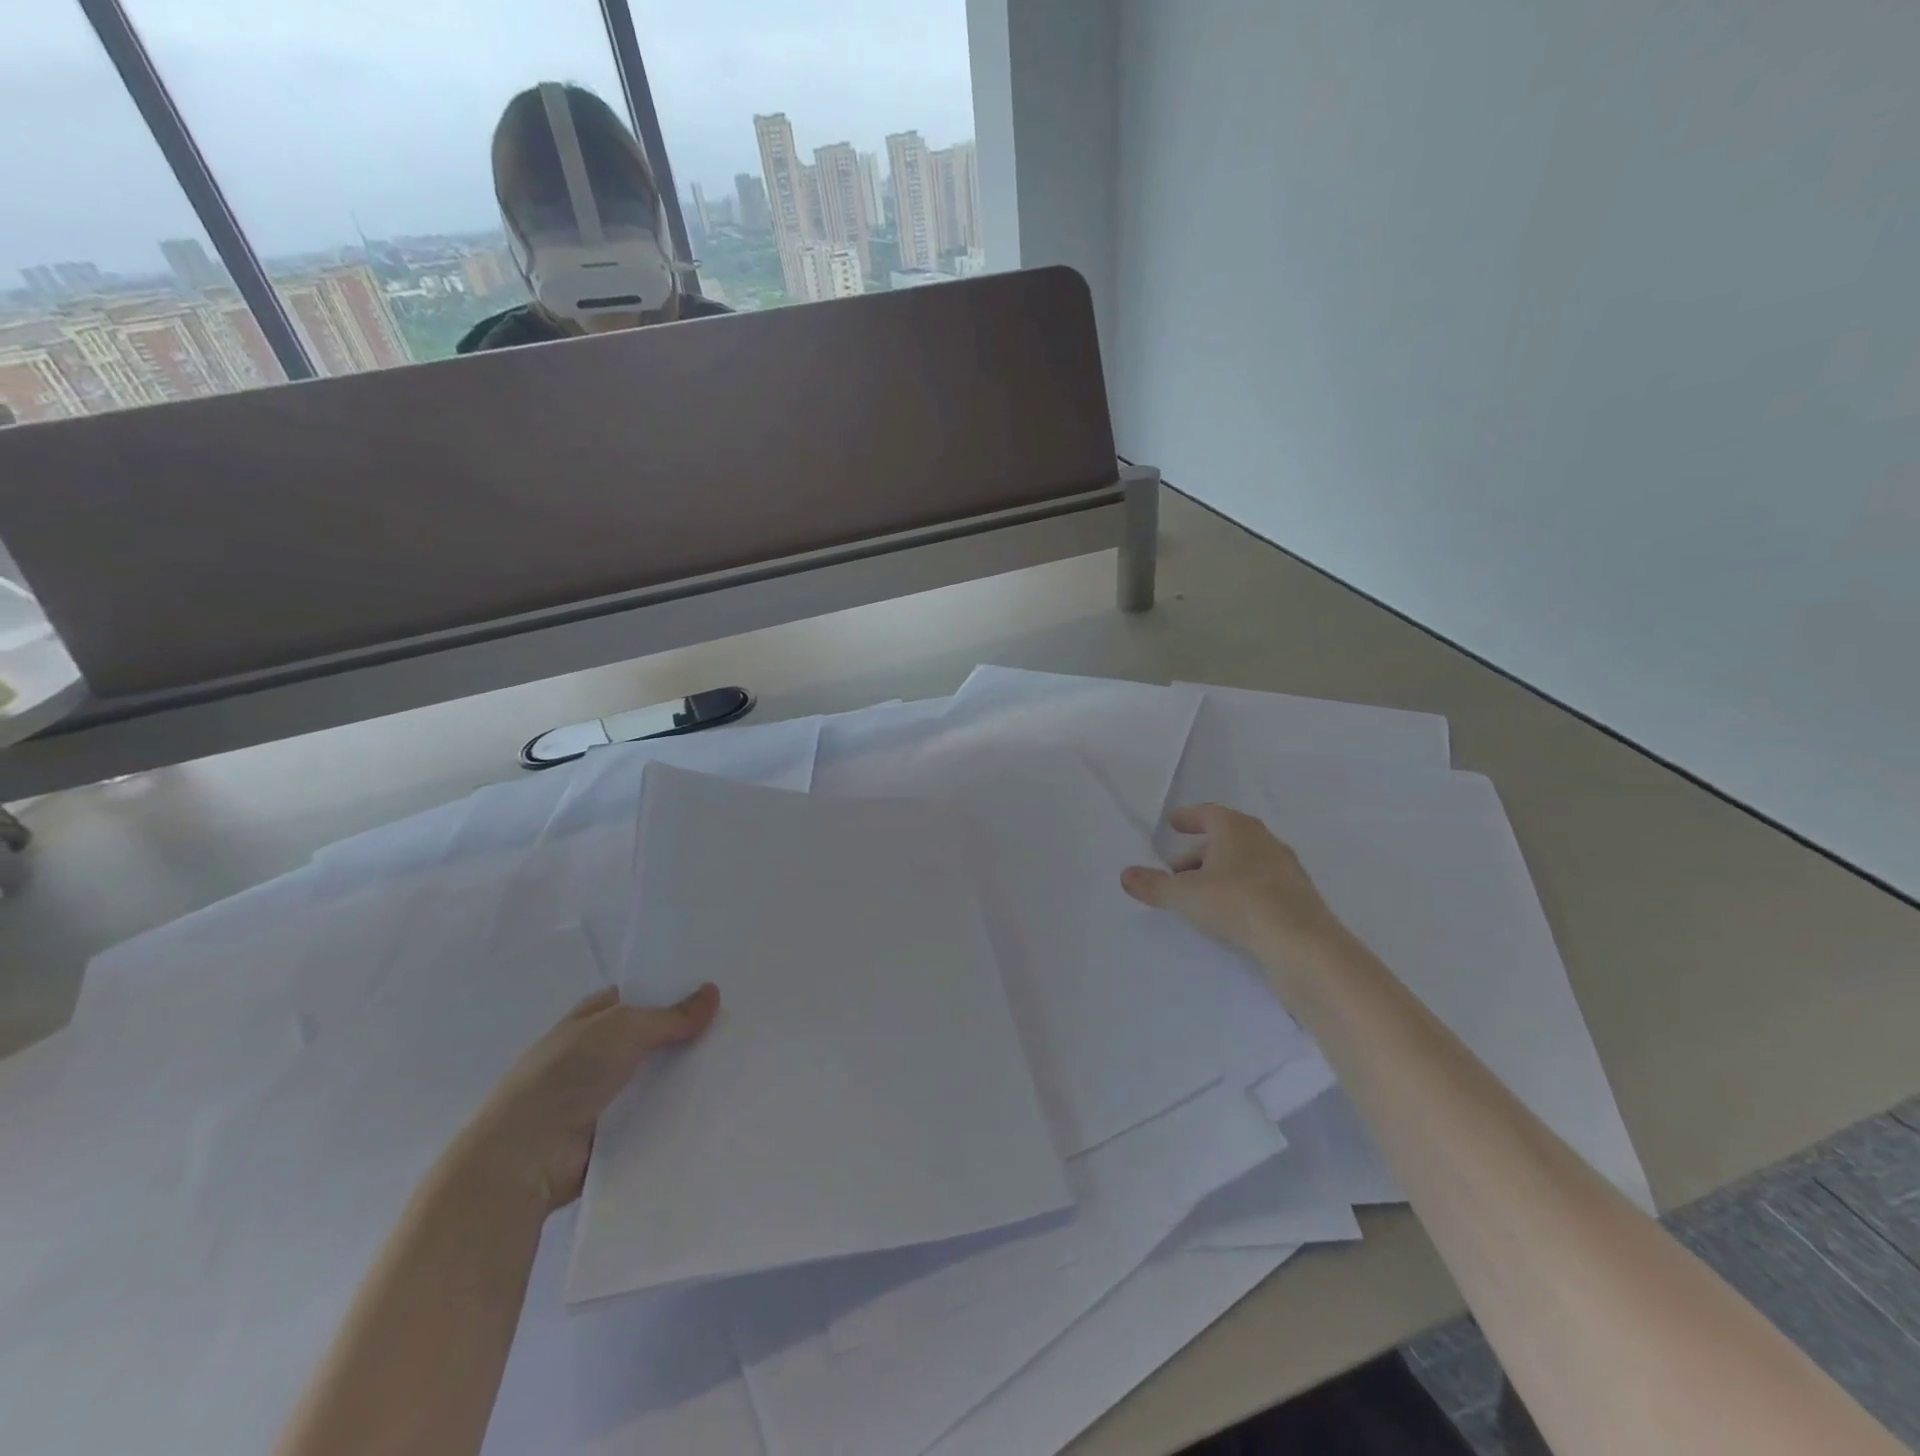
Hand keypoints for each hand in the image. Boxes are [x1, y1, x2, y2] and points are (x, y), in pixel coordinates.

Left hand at [455, 983, 719, 1211]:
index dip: (677, 991)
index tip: (719, 989)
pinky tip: (718, 1101)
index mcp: (593, 1018)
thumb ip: (671, 1015)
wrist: (524, 1157)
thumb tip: (714, 992)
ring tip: (740, 1062)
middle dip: (689, 1033)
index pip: (643, 996)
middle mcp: (599, 1052)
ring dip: (688, 1073)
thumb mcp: (623, 1029)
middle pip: (655, 1036)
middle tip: (740, 1025)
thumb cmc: (566, 1075)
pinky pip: (656, 1113)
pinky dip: (679, 1109)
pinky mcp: (615, 1132)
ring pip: (659, 1076)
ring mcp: (606, 1094)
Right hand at [1122, 804, 1347, 970]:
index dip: (1188, 817)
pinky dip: (1240, 891)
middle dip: (1198, 853)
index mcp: (1236, 828)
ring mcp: (1285, 868)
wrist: (1303, 946)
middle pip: (1224, 838)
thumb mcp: (1184, 896)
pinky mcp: (1298, 897)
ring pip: (1243, 862)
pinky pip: (1259, 884)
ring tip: (1199, 897)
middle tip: (1175, 872)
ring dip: (1220, 873)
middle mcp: (1263, 840)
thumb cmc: (1237, 905)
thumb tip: (1125, 875)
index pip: (1207, 813)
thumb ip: (1153, 885)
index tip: (1172, 824)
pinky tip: (1230, 914)